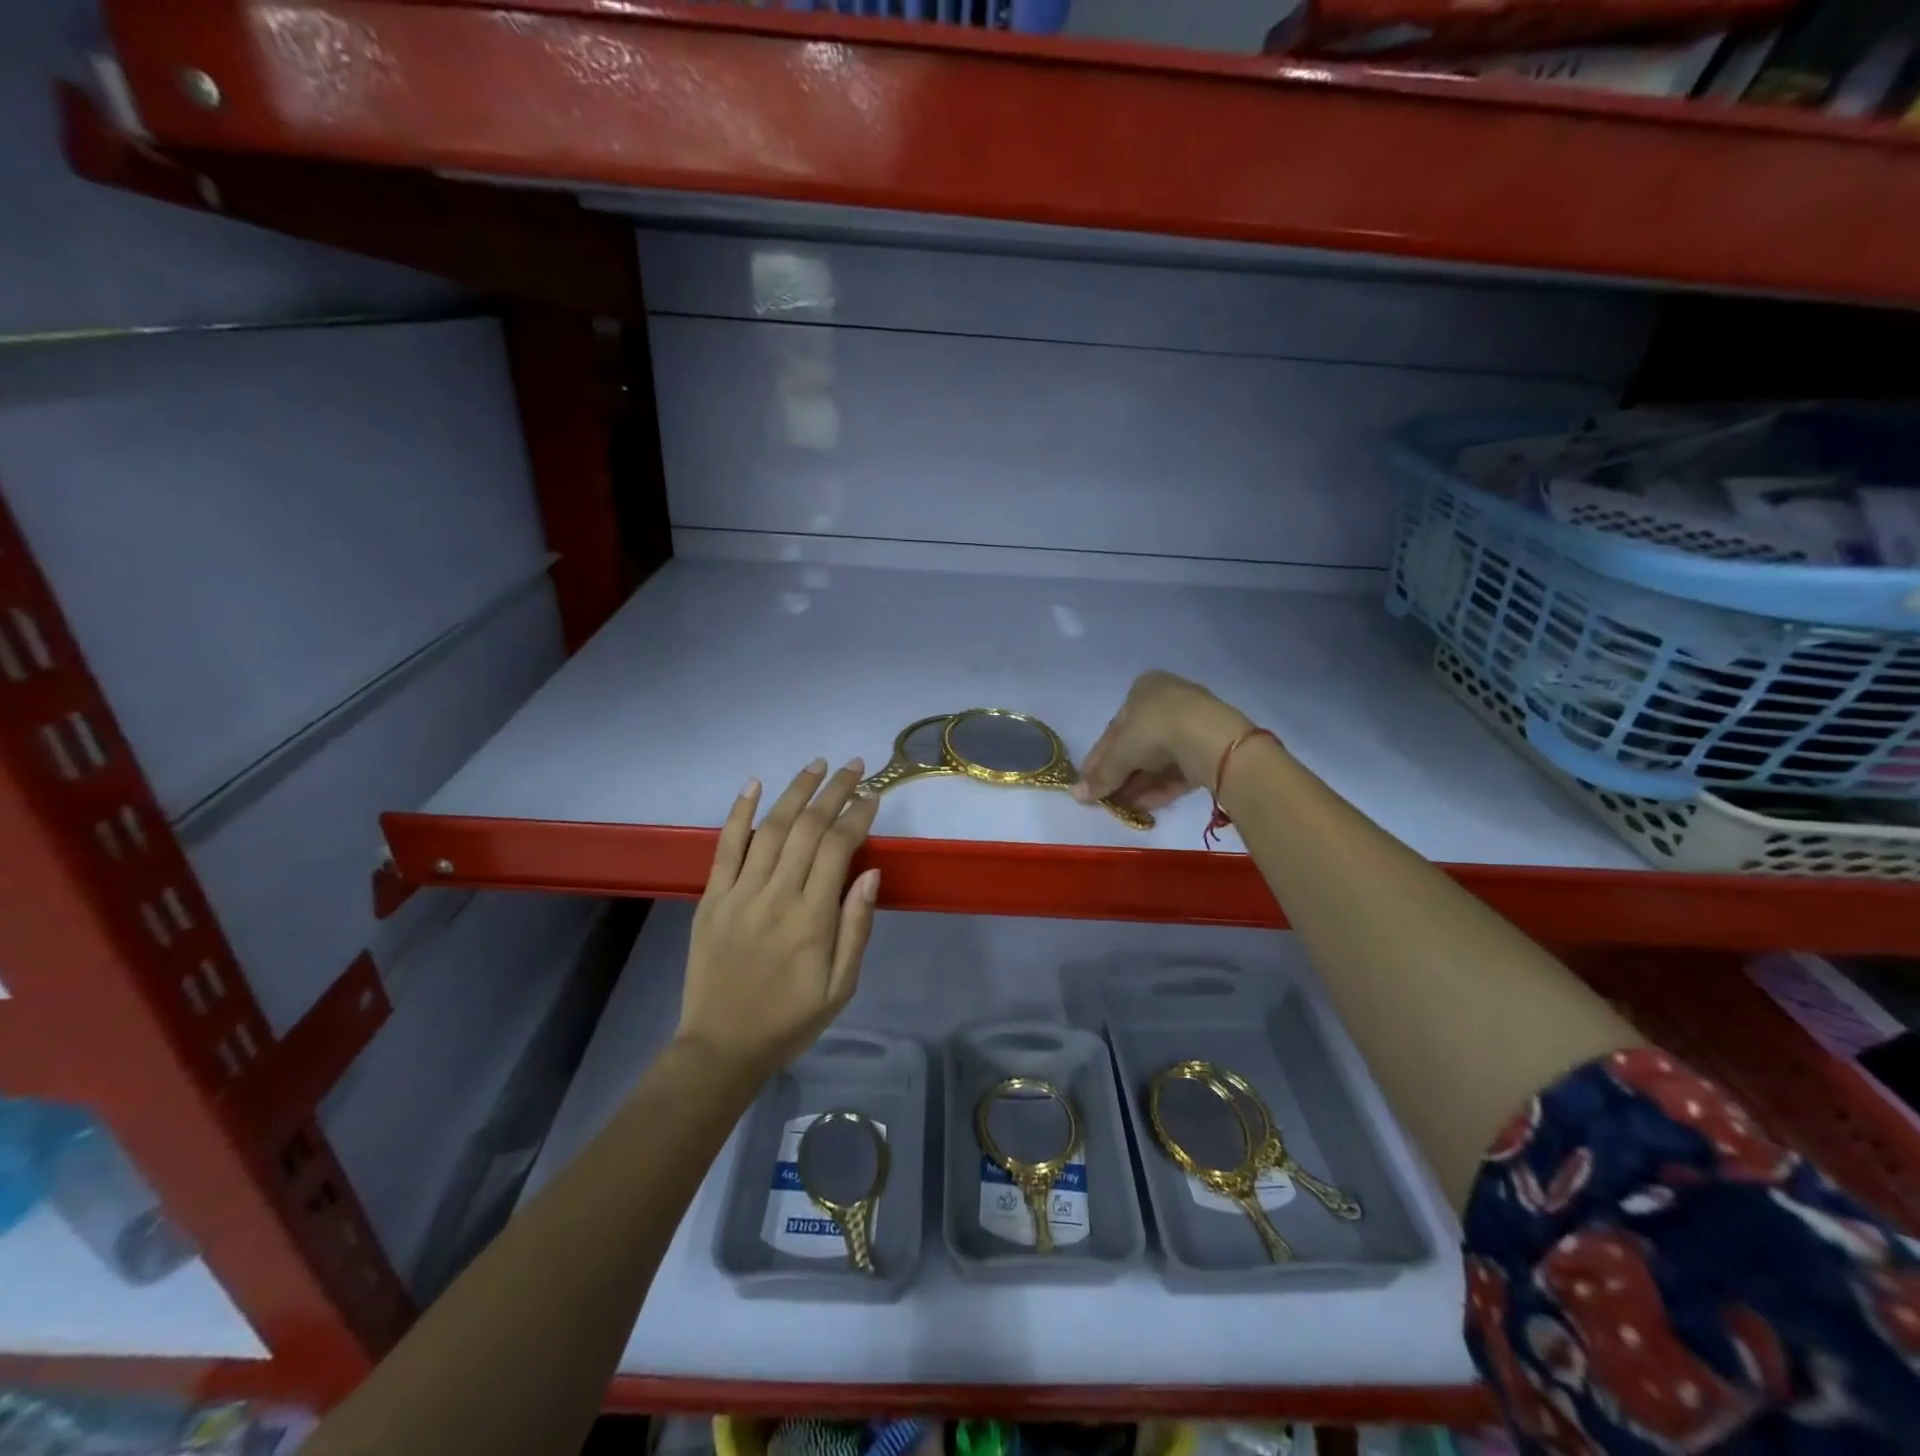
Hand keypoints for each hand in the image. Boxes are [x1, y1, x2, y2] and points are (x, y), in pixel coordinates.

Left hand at [678, 758, 881, 1077]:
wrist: (721, 1047)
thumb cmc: (790, 1020)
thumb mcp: (841, 987)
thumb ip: (856, 927)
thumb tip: (871, 873)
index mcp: (811, 920)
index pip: (838, 849)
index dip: (857, 815)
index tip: (872, 796)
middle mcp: (775, 896)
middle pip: (807, 828)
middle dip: (833, 791)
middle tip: (854, 767)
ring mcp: (739, 894)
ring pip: (771, 829)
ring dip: (795, 791)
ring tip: (817, 765)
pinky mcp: (712, 898)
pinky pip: (725, 846)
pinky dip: (739, 812)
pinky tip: (754, 784)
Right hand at [1073, 671, 1255, 810]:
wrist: (1208, 737)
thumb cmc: (1154, 729)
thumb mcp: (1119, 752)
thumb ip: (1100, 775)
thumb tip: (1076, 795)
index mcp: (1144, 688)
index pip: (1115, 728)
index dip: (1099, 757)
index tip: (1089, 782)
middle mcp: (1169, 701)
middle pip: (1137, 744)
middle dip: (1121, 774)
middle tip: (1106, 798)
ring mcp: (1193, 724)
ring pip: (1159, 759)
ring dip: (1139, 784)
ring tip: (1123, 808)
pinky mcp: (1210, 749)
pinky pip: (1179, 770)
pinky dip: (1161, 787)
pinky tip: (1145, 807)